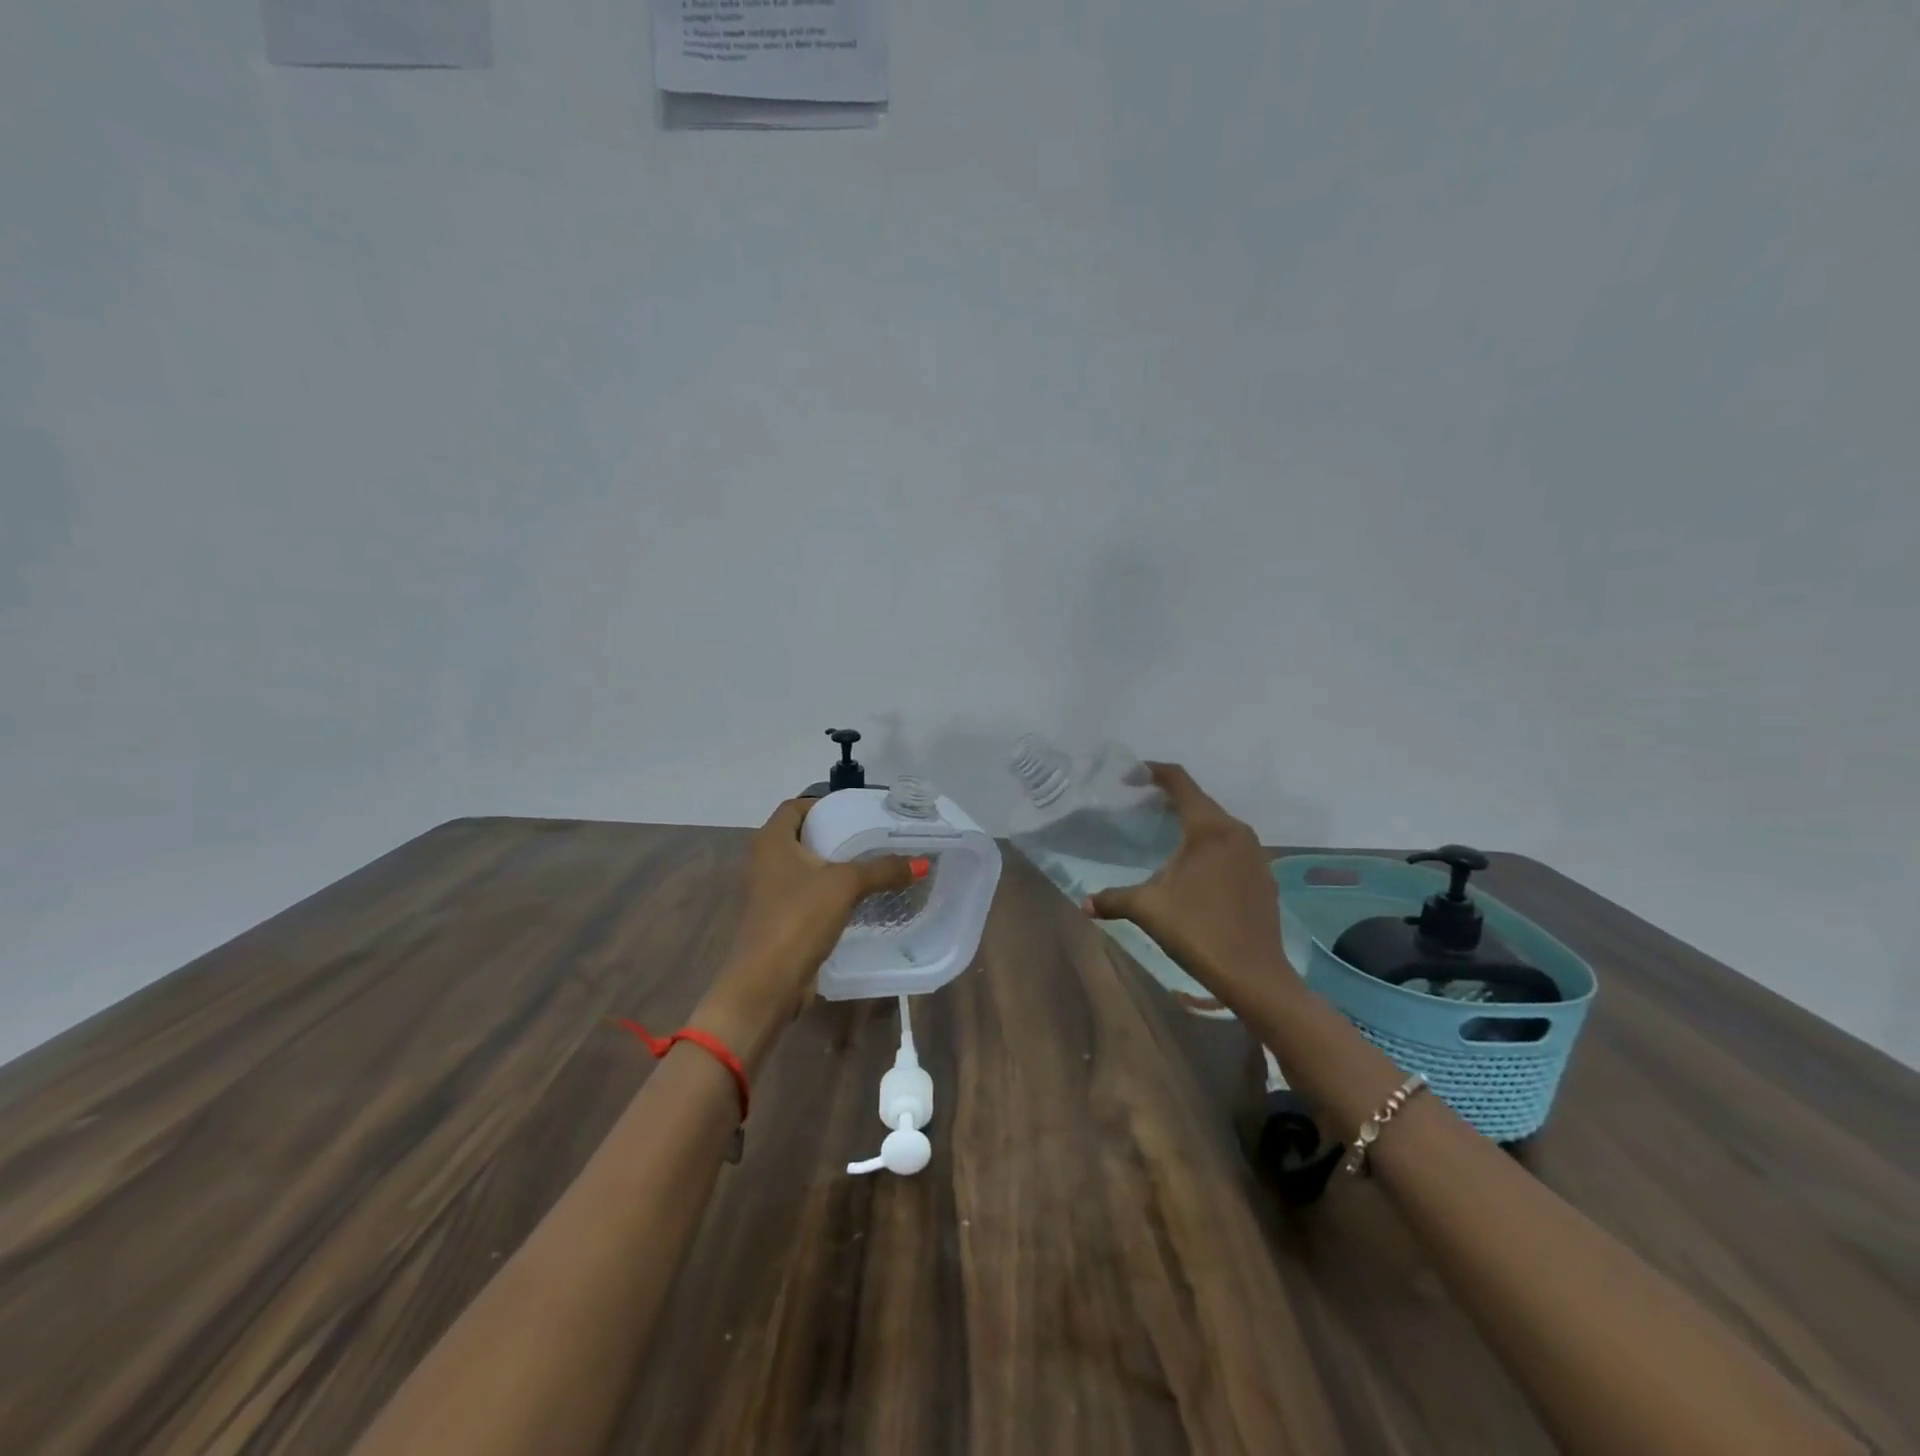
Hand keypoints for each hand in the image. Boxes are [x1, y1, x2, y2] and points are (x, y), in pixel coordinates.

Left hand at [692, 797, 917, 1070]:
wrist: (766, 983)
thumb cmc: (798, 918)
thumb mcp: (845, 886)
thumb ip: (882, 869)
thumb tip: (921, 862)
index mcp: (771, 841)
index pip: (795, 807)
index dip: (823, 804)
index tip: (855, 810)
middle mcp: (763, 861)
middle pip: (800, 836)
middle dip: (833, 835)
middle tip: (869, 836)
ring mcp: (767, 893)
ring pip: (803, 868)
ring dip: (831, 866)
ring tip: (869, 865)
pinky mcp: (777, 920)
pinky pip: (805, 895)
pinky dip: (827, 892)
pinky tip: (856, 899)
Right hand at [1083, 763, 1293, 1013]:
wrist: (1254, 975)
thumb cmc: (1198, 931)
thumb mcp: (1148, 910)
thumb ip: (1113, 899)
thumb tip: (1083, 904)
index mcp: (1209, 828)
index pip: (1180, 782)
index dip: (1154, 772)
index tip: (1131, 775)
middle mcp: (1236, 831)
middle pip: (1200, 801)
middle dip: (1170, 799)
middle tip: (1140, 806)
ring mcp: (1256, 854)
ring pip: (1218, 824)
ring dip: (1192, 823)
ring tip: (1165, 835)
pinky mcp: (1264, 876)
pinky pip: (1232, 846)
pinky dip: (1210, 846)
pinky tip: (1195, 868)